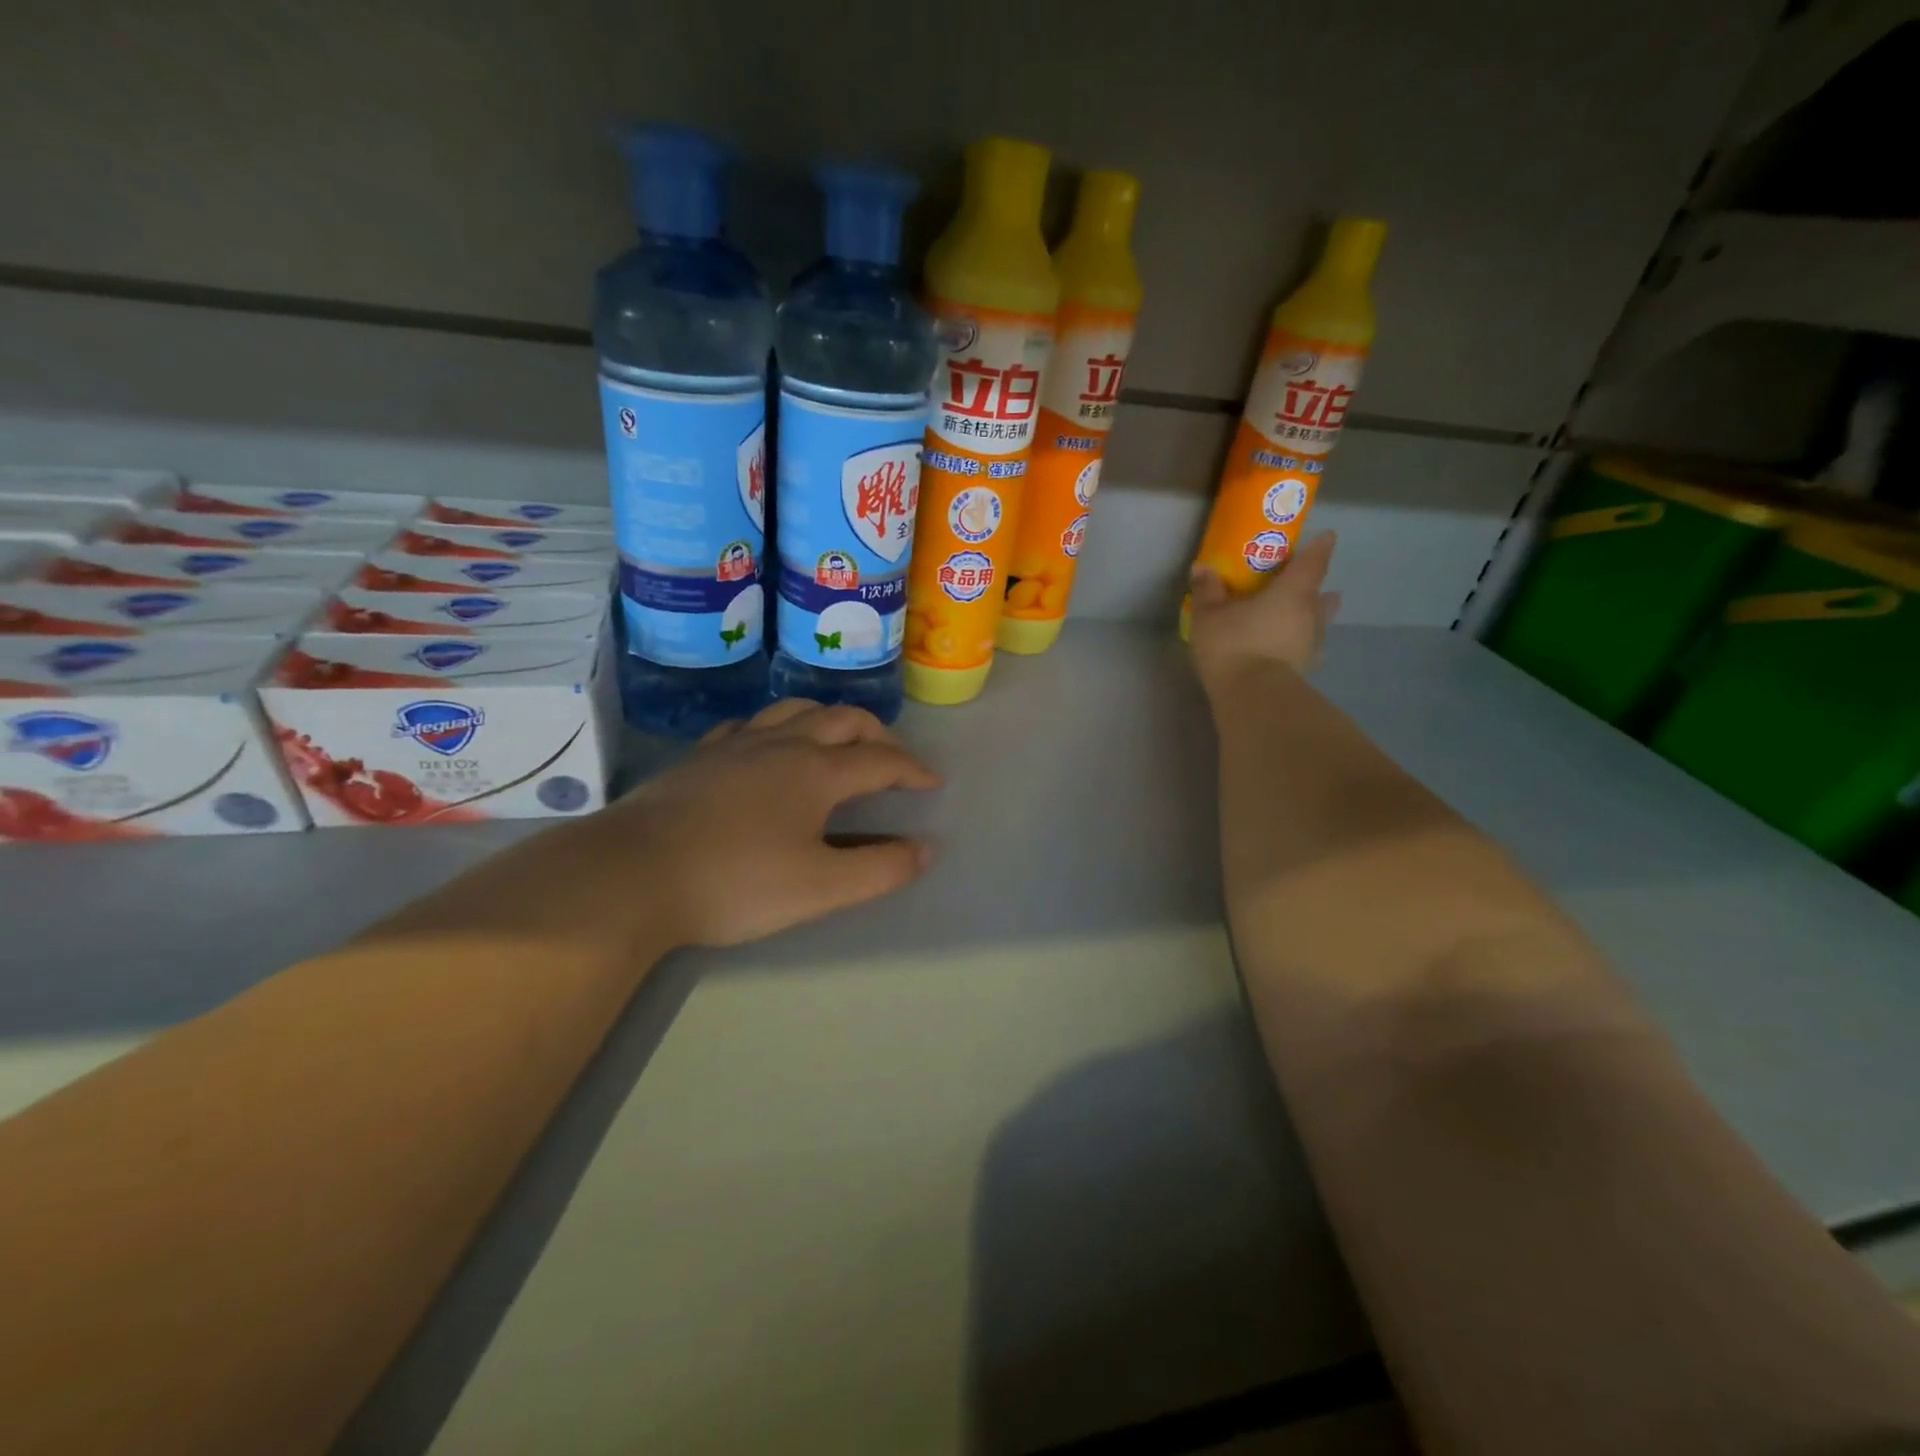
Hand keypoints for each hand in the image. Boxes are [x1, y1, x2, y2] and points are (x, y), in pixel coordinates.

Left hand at [607, 699, 940, 947]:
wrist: (633, 874)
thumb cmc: (736, 883)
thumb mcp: (820, 888)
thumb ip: (879, 869)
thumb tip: (924, 850)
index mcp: (817, 772)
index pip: (881, 760)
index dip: (913, 769)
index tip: (932, 783)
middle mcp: (782, 745)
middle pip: (843, 720)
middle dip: (877, 734)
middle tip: (892, 758)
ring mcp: (737, 745)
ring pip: (795, 710)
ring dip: (829, 719)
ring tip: (838, 740)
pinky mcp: (701, 756)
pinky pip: (750, 725)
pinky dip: (777, 727)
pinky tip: (769, 746)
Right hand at [1187, 530, 1339, 696]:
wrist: (1252, 697)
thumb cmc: (1233, 645)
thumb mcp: (1209, 615)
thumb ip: (1207, 590)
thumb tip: (1202, 568)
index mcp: (1291, 592)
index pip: (1312, 562)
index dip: (1319, 548)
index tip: (1327, 537)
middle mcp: (1309, 613)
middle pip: (1317, 592)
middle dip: (1312, 584)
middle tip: (1304, 579)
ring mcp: (1310, 643)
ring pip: (1319, 620)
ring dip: (1318, 612)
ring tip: (1321, 605)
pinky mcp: (1304, 669)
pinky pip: (1309, 648)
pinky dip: (1307, 642)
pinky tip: (1303, 646)